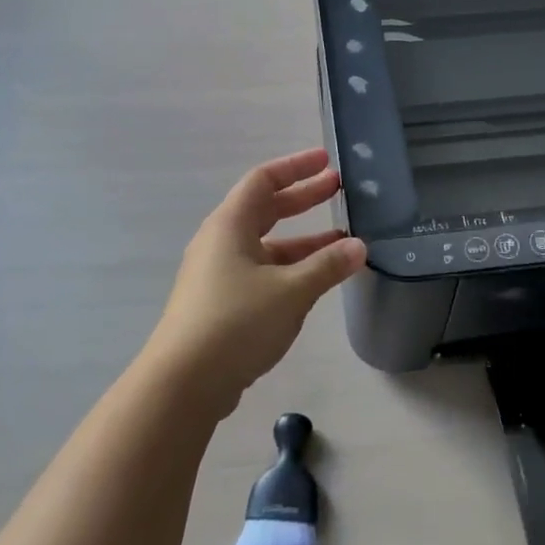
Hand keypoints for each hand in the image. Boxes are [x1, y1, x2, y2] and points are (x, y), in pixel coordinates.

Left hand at [142, 148, 365, 416]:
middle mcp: (221, 243)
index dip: (296, 167)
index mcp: (230, 225)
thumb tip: (360, 247)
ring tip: (343, 242)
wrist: (184, 383)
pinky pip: (262, 272)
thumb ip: (327, 266)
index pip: (263, 180)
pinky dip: (291, 268)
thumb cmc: (236, 322)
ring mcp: (219, 274)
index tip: (326, 161)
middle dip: (303, 199)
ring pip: (267, 245)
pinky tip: (316, 282)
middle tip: (339, 190)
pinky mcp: (221, 303)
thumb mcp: (291, 290)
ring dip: (303, 241)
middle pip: (266, 209)